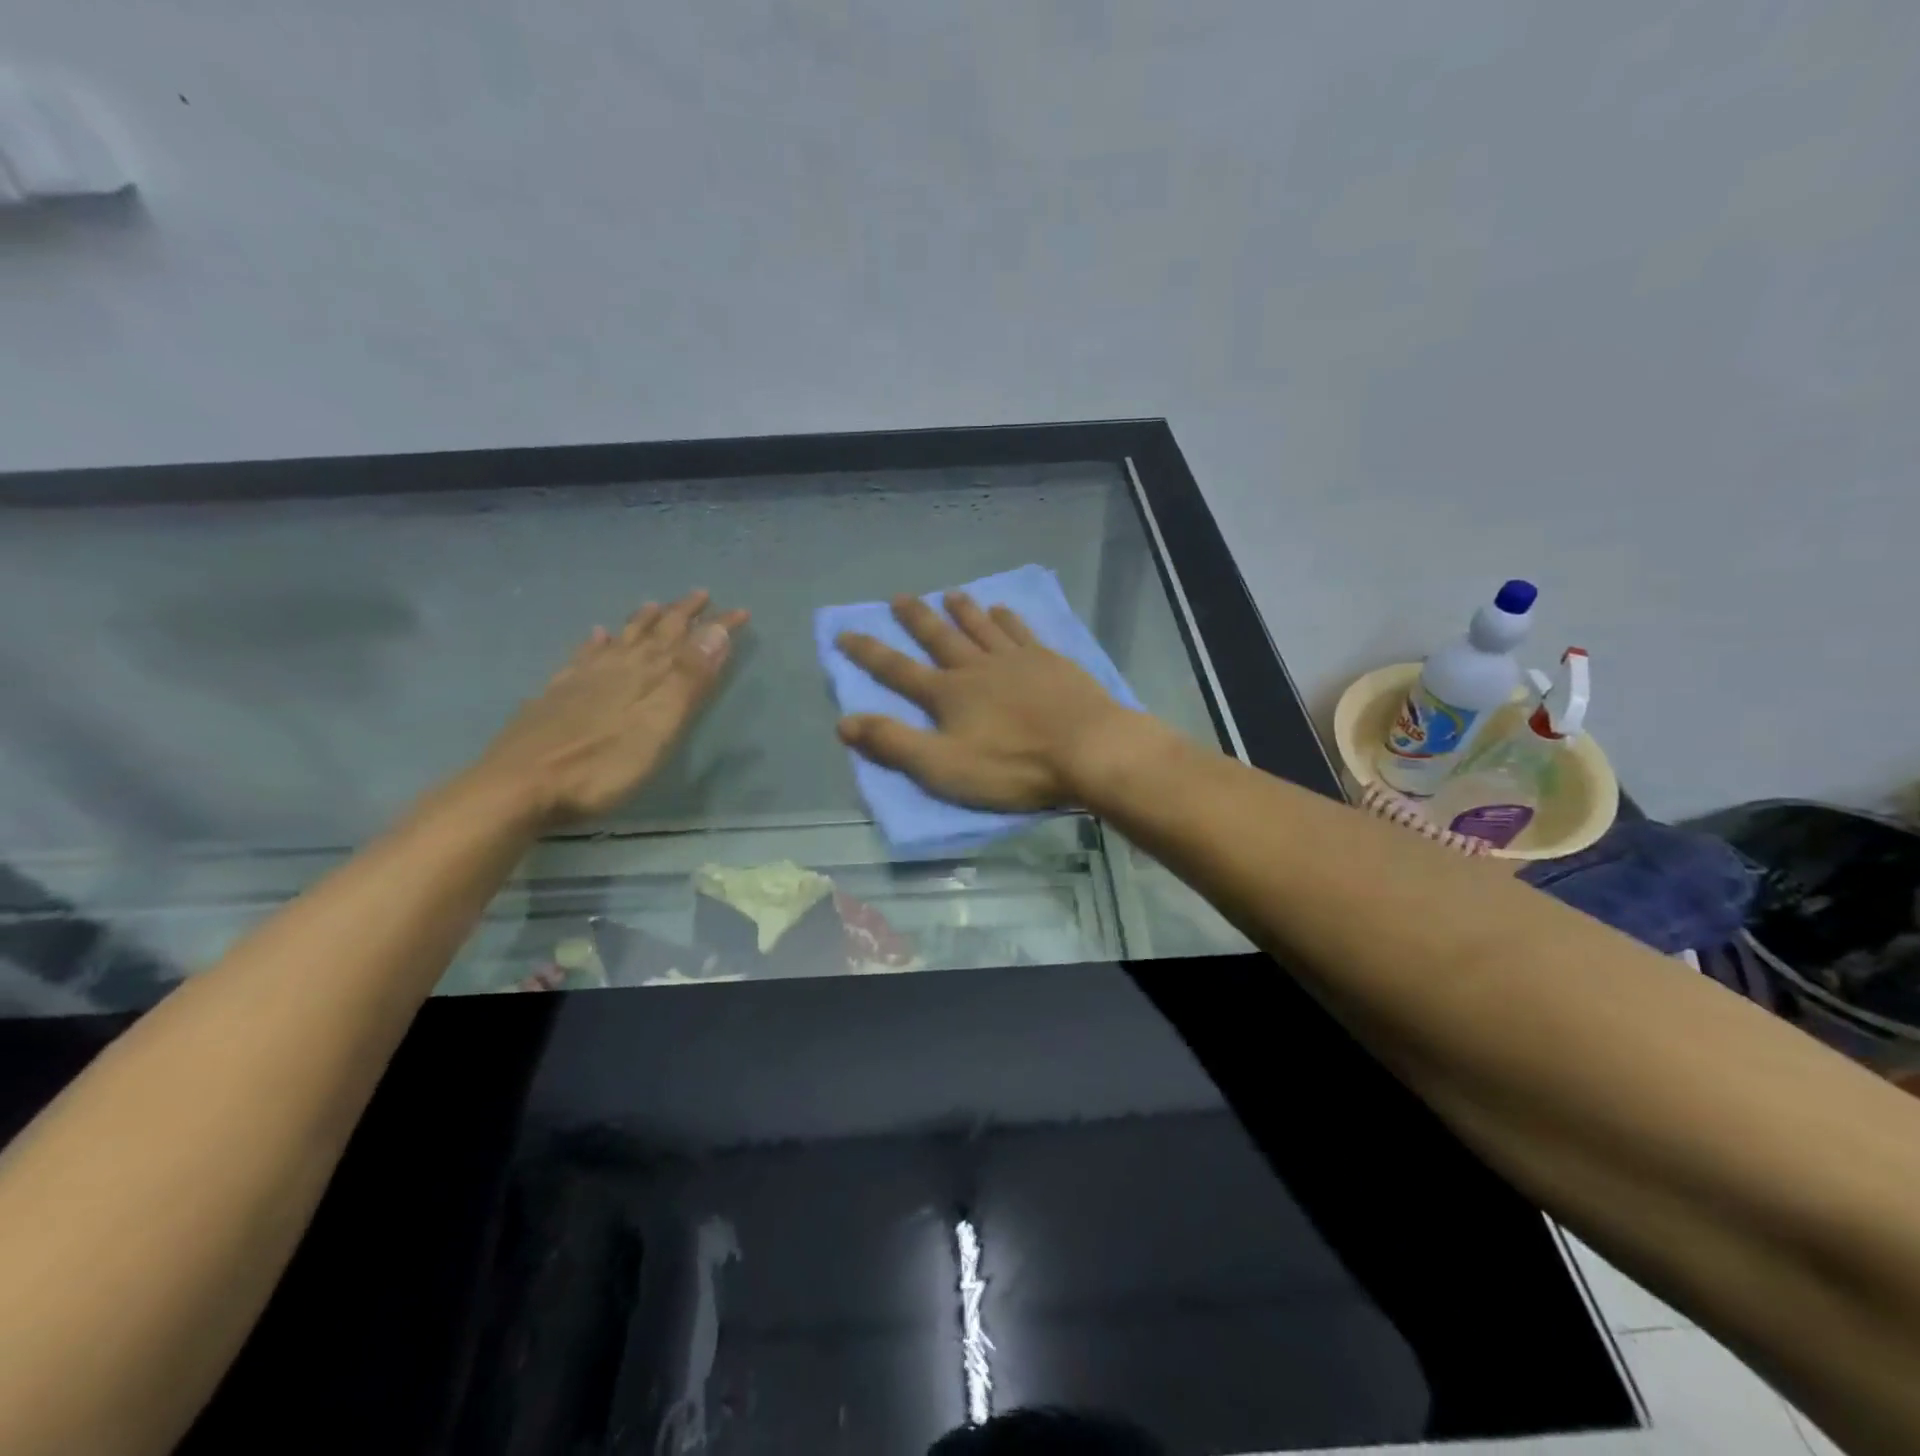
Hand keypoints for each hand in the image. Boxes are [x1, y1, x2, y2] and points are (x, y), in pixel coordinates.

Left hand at [469, 590, 747, 827]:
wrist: (518, 786)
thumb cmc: (601, 765)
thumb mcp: (658, 725)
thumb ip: (687, 679)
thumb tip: (716, 631)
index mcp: (646, 675)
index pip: (689, 641)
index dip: (716, 627)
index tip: (741, 611)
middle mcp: (616, 668)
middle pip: (654, 633)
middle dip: (681, 614)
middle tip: (700, 595)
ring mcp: (581, 680)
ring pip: (619, 641)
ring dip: (641, 623)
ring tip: (653, 605)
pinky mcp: (555, 696)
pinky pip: (581, 658)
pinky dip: (594, 644)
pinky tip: (595, 636)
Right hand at [834, 592, 1151, 811]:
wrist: (1088, 749)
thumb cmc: (1013, 766)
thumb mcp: (943, 766)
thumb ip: (894, 744)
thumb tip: (844, 723)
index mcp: (949, 694)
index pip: (898, 670)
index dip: (868, 652)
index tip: (845, 633)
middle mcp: (977, 668)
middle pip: (940, 637)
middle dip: (917, 619)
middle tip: (900, 597)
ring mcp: (1016, 660)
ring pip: (981, 627)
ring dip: (963, 610)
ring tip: (950, 593)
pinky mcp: (1050, 662)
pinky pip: (1021, 632)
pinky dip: (1007, 619)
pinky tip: (1003, 609)